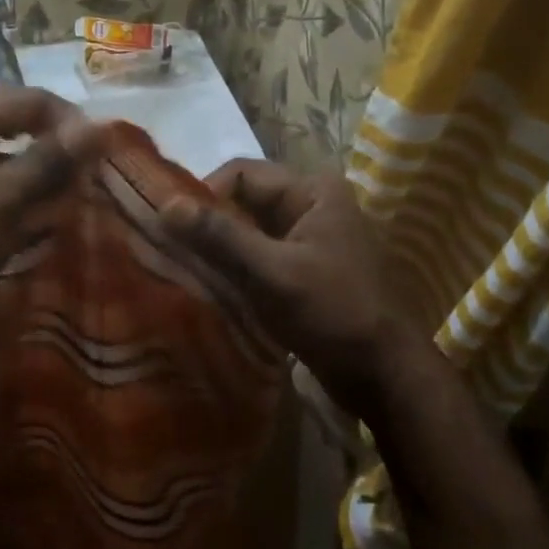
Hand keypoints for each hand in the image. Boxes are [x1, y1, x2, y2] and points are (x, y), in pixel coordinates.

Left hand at [0, 85, 103, 346]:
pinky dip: (11, 200)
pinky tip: (31, 226)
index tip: (100, 156)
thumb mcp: (0, 201)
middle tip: (84, 172)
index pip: (26, 98)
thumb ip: (49, 161)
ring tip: (65, 198)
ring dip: (33, 172)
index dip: (68, 120)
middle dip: (50, 142)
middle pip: (8, 121)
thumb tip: (100, 124)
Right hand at [161, 160, 439, 418]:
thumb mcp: (273, 273)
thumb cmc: (333, 313)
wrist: (384, 374)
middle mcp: (310, 204)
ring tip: (185, 269)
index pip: (241, 174)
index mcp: (312, 190)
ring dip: (219, 248)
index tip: (172, 228)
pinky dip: (234, 267)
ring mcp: (308, 238)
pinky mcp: (303, 268)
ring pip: (248, 230)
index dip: (204, 195)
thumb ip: (221, 237)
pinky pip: (258, 255)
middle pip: (244, 200)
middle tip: (172, 250)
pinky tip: (211, 286)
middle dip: (208, 223)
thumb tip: (165, 203)